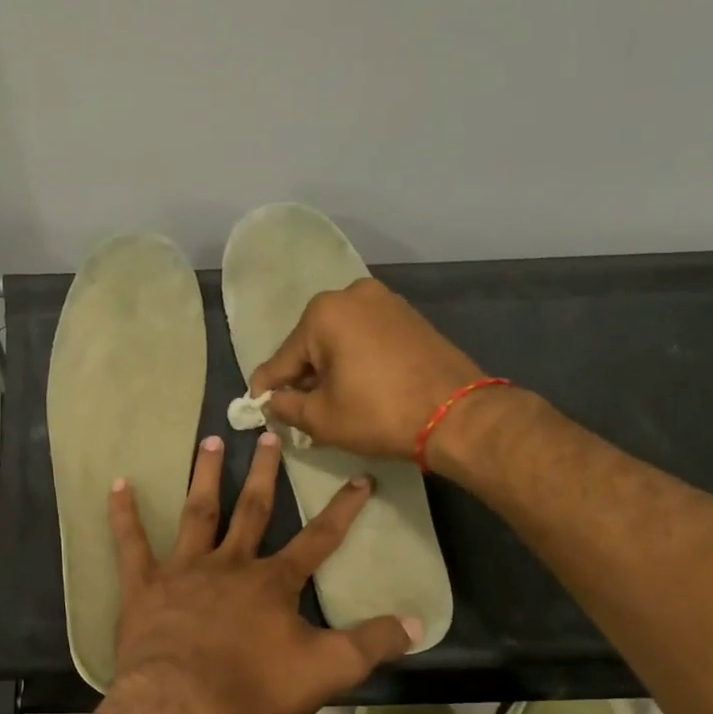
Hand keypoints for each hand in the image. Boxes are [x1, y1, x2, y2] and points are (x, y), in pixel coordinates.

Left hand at [105, 431, 417, 713]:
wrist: (183, 706)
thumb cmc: (254, 689)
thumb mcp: (327, 671)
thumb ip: (371, 644)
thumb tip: (417, 622)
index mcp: (272, 583)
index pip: (318, 539)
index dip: (342, 510)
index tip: (360, 479)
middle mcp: (229, 565)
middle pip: (251, 509)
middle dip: (263, 473)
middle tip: (266, 434)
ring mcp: (183, 571)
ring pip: (197, 513)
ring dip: (204, 476)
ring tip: (209, 440)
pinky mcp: (144, 586)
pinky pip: (131, 544)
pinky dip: (124, 514)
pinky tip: (117, 484)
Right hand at [248, 278, 491, 461]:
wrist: (456, 415)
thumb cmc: (379, 414)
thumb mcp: (321, 418)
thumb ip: (285, 407)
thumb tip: (272, 401)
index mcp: (324, 313)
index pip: (282, 359)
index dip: (267, 388)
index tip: (256, 407)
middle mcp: (351, 295)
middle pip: (310, 344)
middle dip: (302, 377)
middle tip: (297, 411)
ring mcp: (384, 301)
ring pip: (338, 340)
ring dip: (328, 369)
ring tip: (328, 403)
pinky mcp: (407, 315)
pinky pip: (364, 338)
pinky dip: (354, 360)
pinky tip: (355, 387)